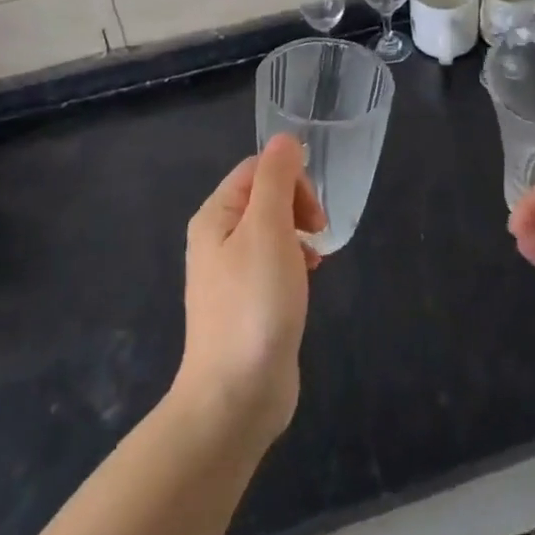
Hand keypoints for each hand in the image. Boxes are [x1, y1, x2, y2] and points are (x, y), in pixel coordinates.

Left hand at [175, 135, 326, 445]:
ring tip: (314, 262)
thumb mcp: (268, 229)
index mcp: (216, 215)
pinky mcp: (247, 302)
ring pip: (273, 230)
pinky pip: (274, 263)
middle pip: (265, 197)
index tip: (313, 213)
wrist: (236, 396)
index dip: (291, 179)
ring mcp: (230, 273)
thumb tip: (285, 138)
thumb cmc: (255, 304)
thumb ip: (276, 178)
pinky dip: (295, 263)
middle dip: (298, 206)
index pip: (257, 169)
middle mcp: (217, 238)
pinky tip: (307, 283)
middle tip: (318, 234)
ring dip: (300, 235)